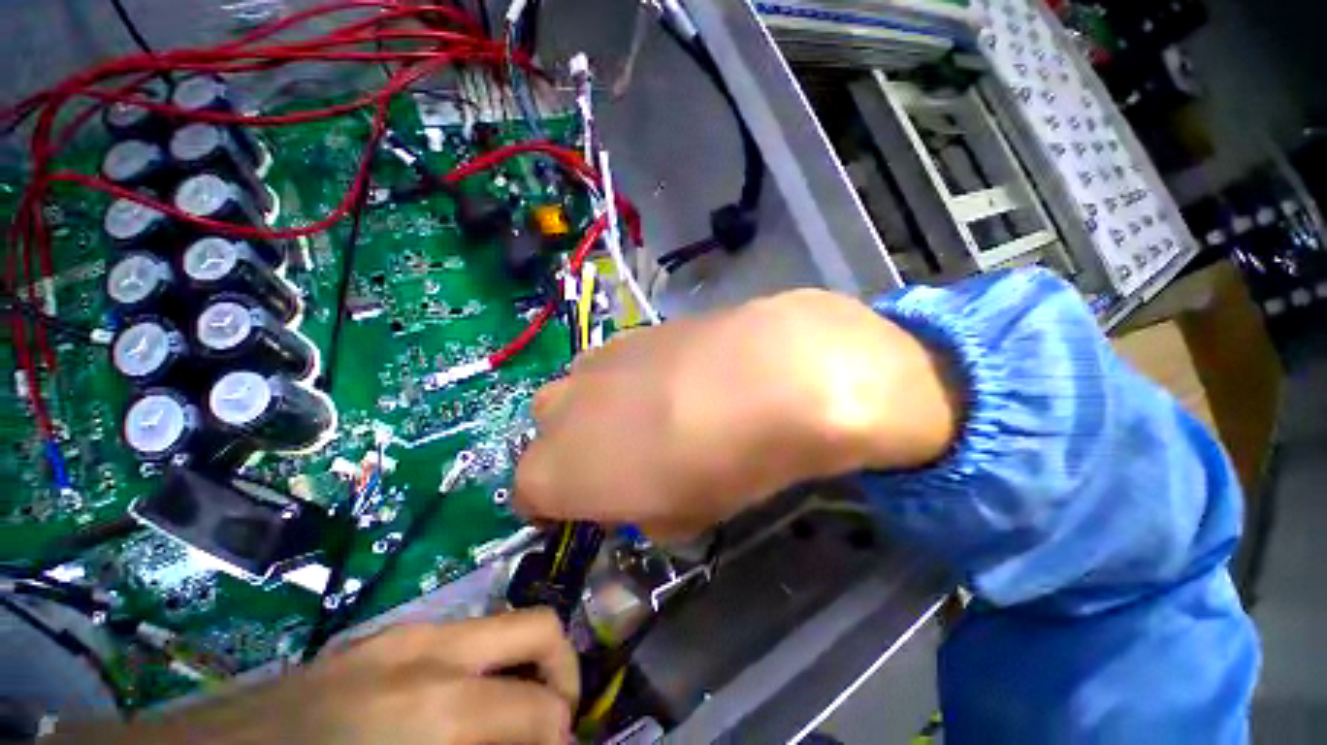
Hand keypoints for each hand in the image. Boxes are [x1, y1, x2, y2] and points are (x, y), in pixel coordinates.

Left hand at [61, 610, 577, 744]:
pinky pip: (464, 641)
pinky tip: (456, 716)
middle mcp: (432, 651)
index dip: (562, 739)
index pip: (542, 708)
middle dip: (562, 678)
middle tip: (553, 729)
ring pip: (506, 629)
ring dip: (523, 673)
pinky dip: (483, 673)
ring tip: (508, 724)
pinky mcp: (383, 638)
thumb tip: (541, 743)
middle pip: (540, 630)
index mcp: (436, 708)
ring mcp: (405, 634)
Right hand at [516, 288, 960, 539]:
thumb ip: (644, 512)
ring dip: (599, 410)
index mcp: (555, 472)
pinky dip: (626, 379)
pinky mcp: (626, 334)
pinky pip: (608, 365)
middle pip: (547, 436)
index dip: (557, 502)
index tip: (587, 504)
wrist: (764, 376)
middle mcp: (558, 412)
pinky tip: (670, 380)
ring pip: (575, 394)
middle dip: (574, 452)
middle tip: (624, 459)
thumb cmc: (719, 465)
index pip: (529, 494)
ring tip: (652, 415)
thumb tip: (642, 498)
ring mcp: (590, 364)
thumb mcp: (680, 518)